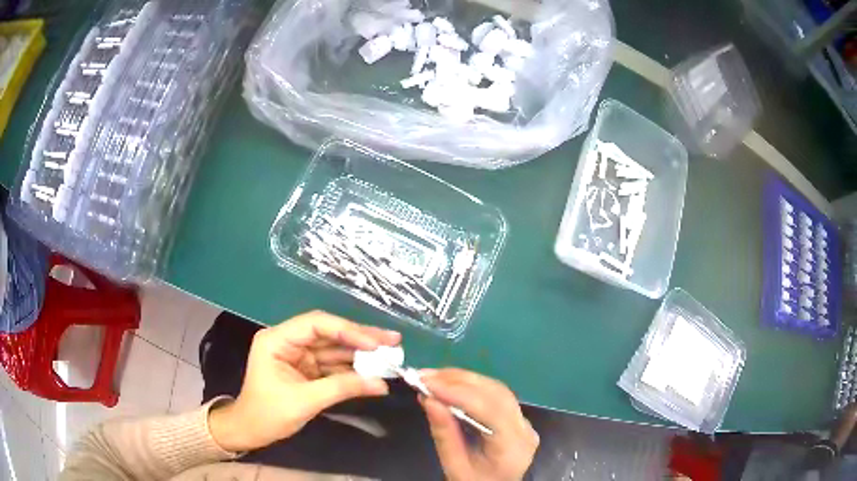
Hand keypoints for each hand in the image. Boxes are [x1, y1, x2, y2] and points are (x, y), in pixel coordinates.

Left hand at [209, 310, 400, 451]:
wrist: (251, 431)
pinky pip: (333, 365)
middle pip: (329, 333)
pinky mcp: (307, 369)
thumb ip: (342, 388)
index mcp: (278, 339)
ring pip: (334, 348)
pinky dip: (353, 369)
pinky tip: (374, 371)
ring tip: (391, 355)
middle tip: (393, 340)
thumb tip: (381, 384)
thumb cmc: (268, 414)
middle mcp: (289, 341)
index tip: (374, 344)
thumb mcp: (304, 401)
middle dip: (360, 338)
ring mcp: (299, 355)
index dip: (347, 330)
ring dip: (361, 354)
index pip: (316, 324)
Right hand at [419, 369, 538, 480]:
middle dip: (458, 380)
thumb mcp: (454, 466)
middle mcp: (525, 428)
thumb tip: (428, 399)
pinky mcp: (517, 418)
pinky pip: (496, 395)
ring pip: (497, 389)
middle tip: (424, 375)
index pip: (489, 409)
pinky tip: (451, 384)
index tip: (427, 383)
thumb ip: (444, 434)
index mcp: (513, 446)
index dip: (458, 392)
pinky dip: (471, 386)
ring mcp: (524, 422)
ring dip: (464, 379)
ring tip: (433, 377)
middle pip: (496, 393)